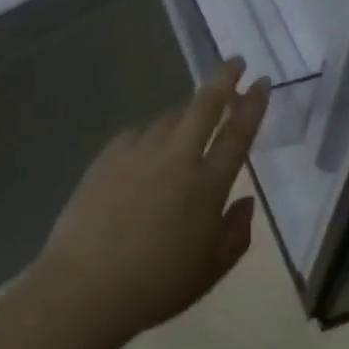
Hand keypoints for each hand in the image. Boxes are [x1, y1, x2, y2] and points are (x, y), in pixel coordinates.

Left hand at [32, 60, 269, 347]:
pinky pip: (138, 133)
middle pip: (204, 106)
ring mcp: (139, 151)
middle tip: (235, 63)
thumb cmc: (157, 284)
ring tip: (192, 119)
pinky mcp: (108, 156)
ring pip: (169, 117)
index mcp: (207, 184)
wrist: (87, 285)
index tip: (262, 82)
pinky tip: (150, 147)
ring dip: (186, 112)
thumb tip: (245, 201)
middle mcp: (176, 157)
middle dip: (223, 79)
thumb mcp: (211, 269)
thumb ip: (236, 232)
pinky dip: (152, 133)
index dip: (252, 105)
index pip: (237, 133)